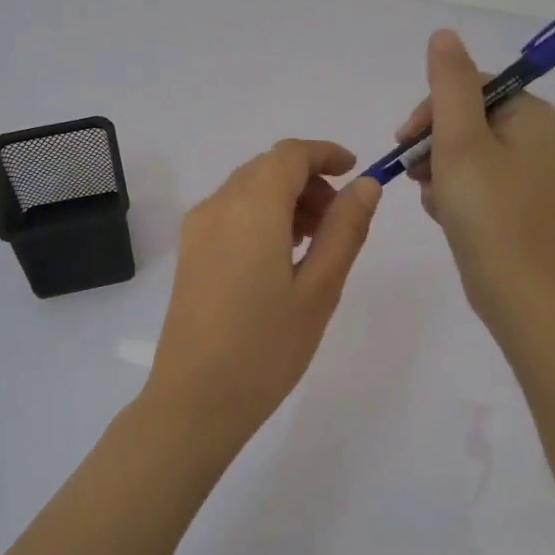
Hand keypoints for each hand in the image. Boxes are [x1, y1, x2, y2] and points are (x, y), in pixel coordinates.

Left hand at [144, 139, 381, 445]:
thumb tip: (365, 185)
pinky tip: (281, 256)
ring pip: (248, 189)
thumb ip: (345, 230)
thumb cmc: (266, 347)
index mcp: (251, 207)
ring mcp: (198, 229)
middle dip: (308, 180)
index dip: (325, 154)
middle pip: (268, 168)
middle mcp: (218, 205)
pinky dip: (262, 216)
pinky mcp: (189, 252)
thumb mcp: (320, 289)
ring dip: (285, 198)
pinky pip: (230, 212)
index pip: (289, 155)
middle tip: (340, 221)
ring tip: (315, 243)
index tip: (355, 171)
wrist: (195, 400)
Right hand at [396, 29, 554, 333]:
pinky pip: (468, 179)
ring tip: (434, 199)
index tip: (408, 138)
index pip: (470, 86)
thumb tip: (444, 35)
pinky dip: (449, 191)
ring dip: (436, 170)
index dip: (432, 108)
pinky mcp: (509, 201)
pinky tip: (443, 213)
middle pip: (463, 118)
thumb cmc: (486, 209)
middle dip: (432, 144)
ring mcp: (522, 172)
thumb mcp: (460, 139)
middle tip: (416, 172)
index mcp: (529, 114)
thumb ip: (449, 83)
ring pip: (460, 151)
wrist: (514, 288)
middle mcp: (532, 137)